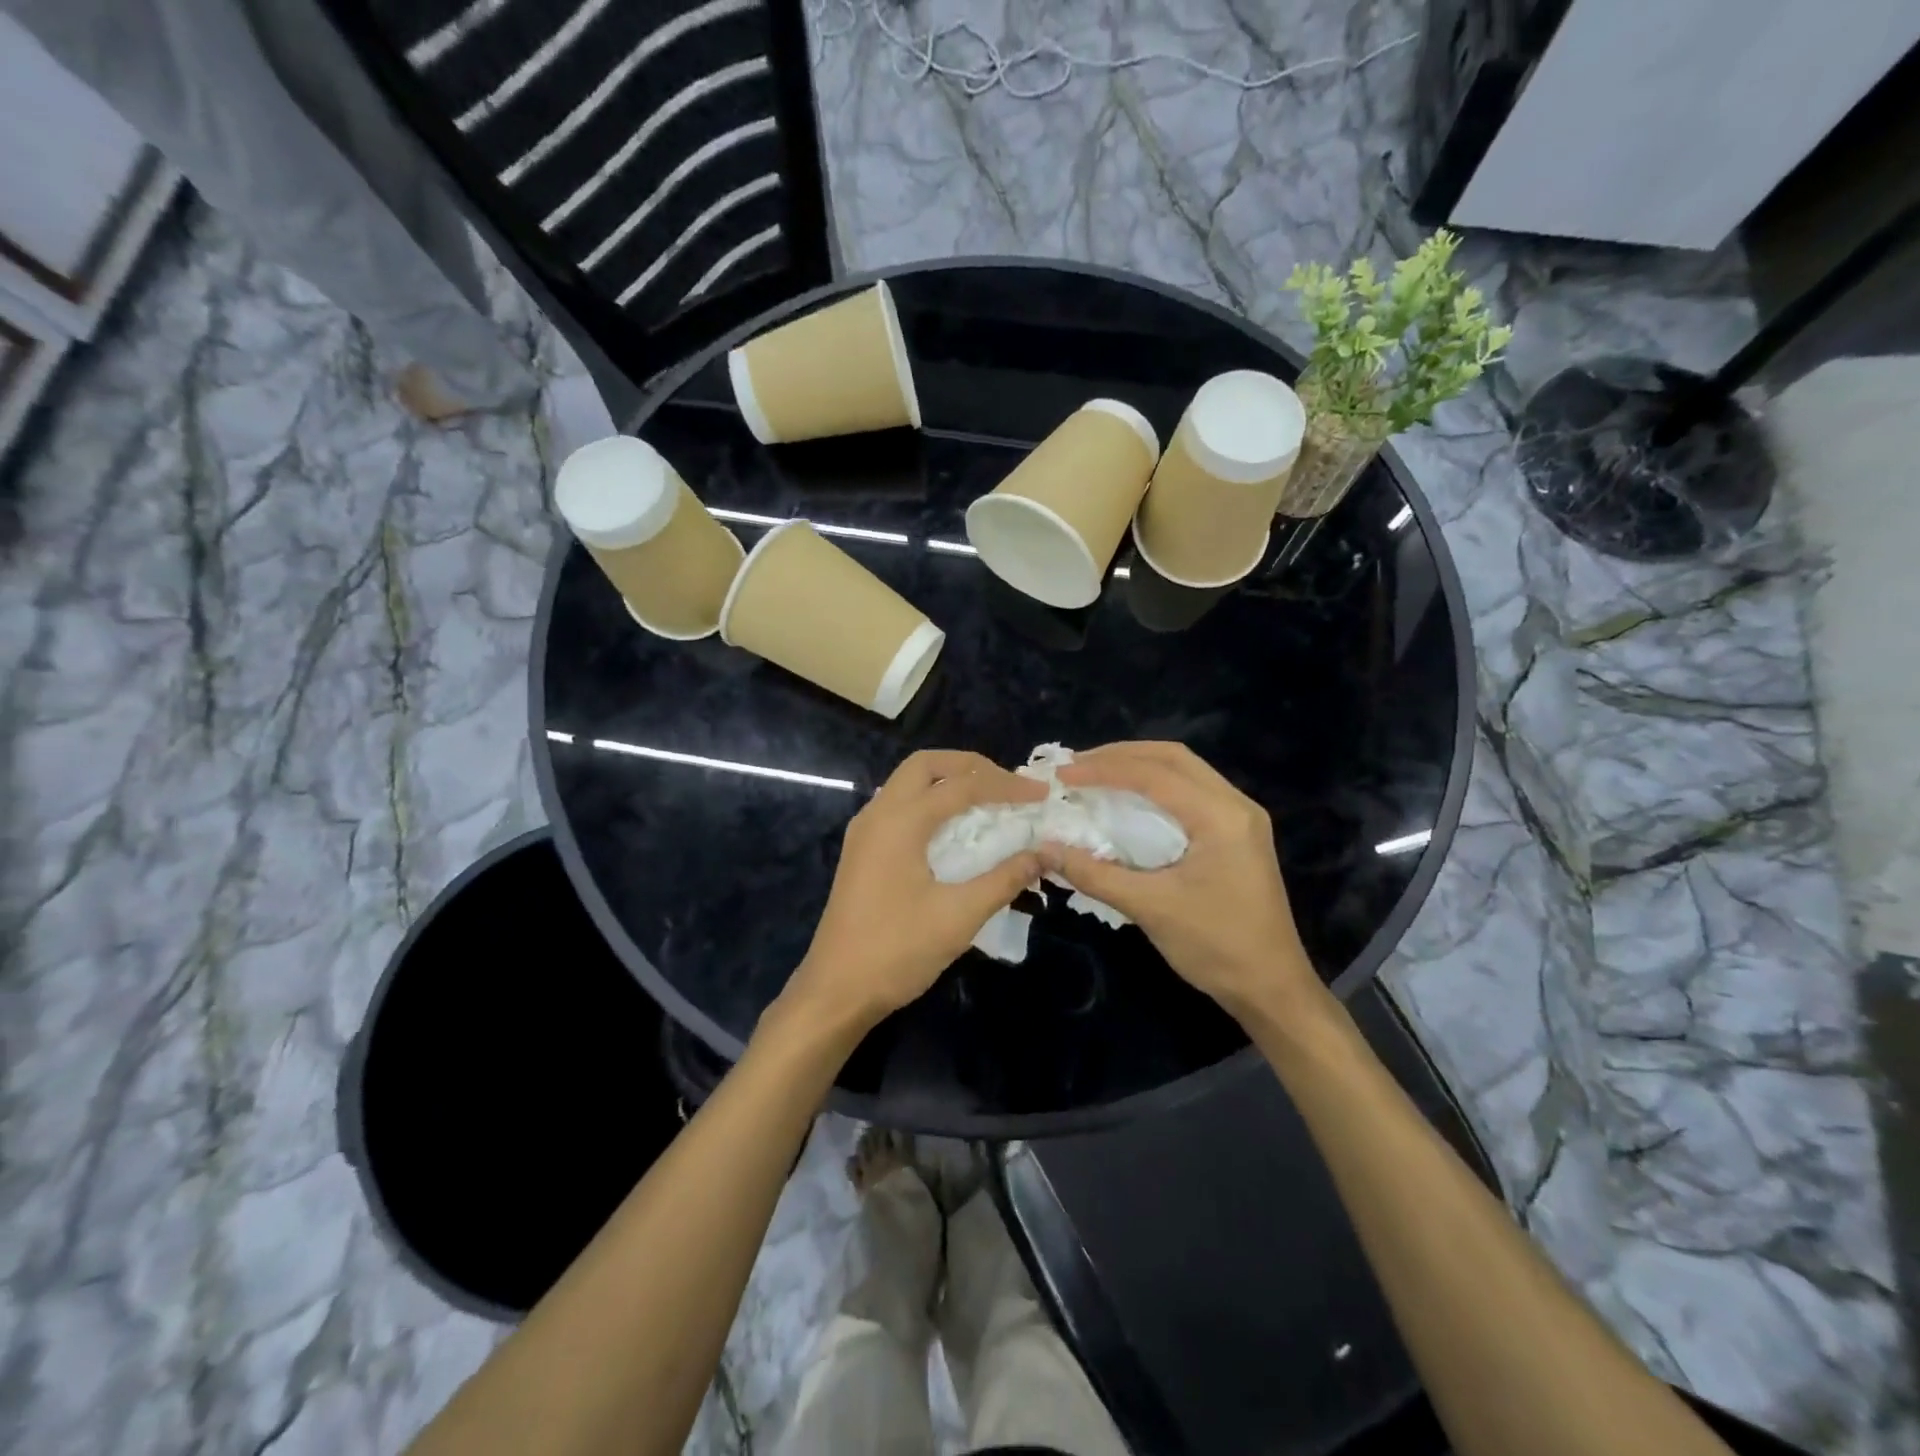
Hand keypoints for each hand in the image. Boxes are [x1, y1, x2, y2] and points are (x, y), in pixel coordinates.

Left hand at [787, 750, 1045, 1029]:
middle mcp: (878, 814)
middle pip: (926, 765)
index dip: (1005, 785)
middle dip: (970, 766)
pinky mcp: (862, 850)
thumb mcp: (959, 916)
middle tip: (1008, 784)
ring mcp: (865, 831)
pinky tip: (954, 828)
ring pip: (908, 782)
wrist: (836, 991)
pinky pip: (900, 806)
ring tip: (988, 799)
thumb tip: (1046, 854)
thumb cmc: (897, 951)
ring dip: (948, 781)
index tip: (1041, 793)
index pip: (961, 785)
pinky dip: (931, 802)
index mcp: (900, 821)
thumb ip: (1005, 878)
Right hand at [1039, 742, 1319, 1019]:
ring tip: (1095, 775)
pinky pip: (1191, 793)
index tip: (1062, 774)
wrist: (1272, 989)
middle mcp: (1235, 805)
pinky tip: (1128, 800)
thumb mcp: (1150, 908)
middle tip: (1077, 766)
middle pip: (1173, 758)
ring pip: (1184, 772)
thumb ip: (1095, 873)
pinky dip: (1155, 788)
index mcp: (1221, 816)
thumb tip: (1044, 850)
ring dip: (1138, 767)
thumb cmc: (1215, 946)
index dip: (1104, 769)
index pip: (1155, 774)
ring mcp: (1240, 819)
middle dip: (1121, 756)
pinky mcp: (1237, 834)